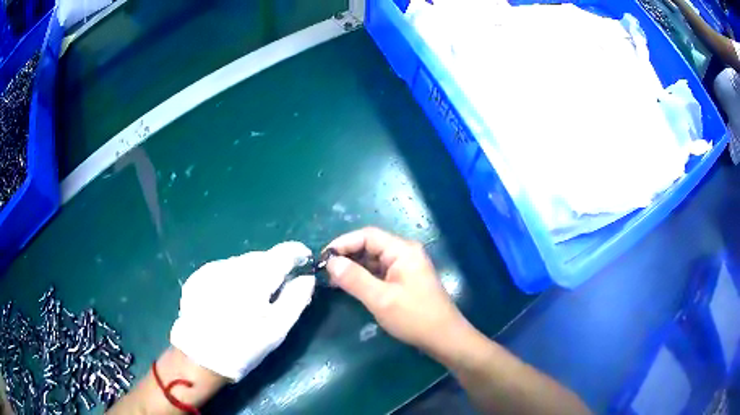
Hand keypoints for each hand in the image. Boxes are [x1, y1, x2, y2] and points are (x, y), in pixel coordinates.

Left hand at [170, 242, 315, 381]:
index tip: (304, 259)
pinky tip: (231, 297)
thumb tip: (307, 278)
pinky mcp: (198, 277)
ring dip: (253, 272)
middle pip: (261, 257)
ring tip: (253, 296)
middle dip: (274, 266)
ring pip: (242, 262)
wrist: (200, 359)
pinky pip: (224, 269)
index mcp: (254, 278)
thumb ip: (296, 300)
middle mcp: (231, 267)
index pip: (282, 253)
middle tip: (279, 288)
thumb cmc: (244, 347)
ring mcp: (211, 270)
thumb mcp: (277, 330)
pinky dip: (234, 277)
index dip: (297, 253)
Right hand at [325, 228, 465, 354]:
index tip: (323, 258)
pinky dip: (364, 277)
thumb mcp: (381, 299)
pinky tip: (350, 286)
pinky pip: (380, 272)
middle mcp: (405, 253)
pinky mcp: (404, 280)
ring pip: (374, 260)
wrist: (444, 338)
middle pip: (370, 246)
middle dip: (347, 256)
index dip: (343, 243)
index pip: (368, 236)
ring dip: (354, 268)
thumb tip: (330, 262)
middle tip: (326, 271)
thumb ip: (354, 279)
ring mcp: (406, 267)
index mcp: (403, 250)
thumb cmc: (414, 317)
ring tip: (333, 280)